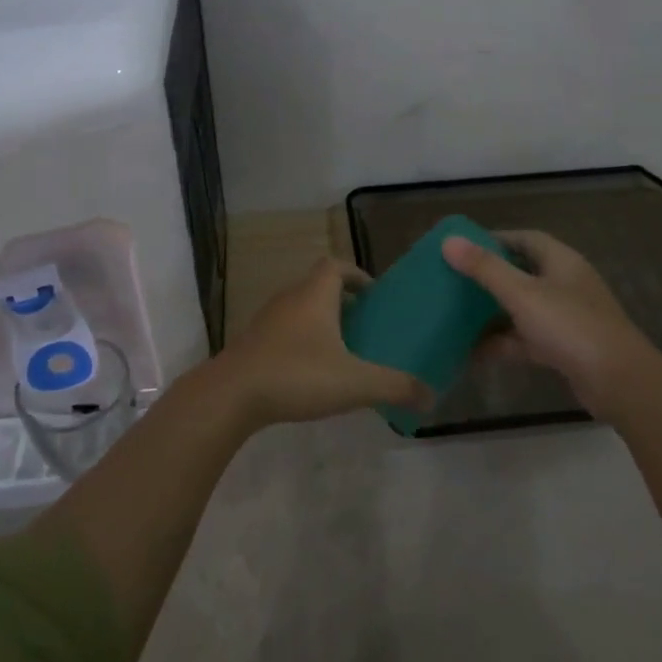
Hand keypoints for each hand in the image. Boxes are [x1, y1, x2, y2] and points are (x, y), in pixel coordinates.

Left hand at [199, 258, 431, 428]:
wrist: (230, 395)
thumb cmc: (296, 374)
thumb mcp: (354, 382)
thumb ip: (395, 386)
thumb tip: (431, 396)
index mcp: (314, 294)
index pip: (337, 265)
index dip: (357, 274)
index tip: (375, 296)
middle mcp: (290, 298)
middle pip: (319, 286)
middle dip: (344, 302)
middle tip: (366, 327)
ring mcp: (267, 320)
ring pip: (301, 309)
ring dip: (322, 322)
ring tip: (344, 351)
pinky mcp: (253, 343)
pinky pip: (285, 331)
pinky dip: (302, 342)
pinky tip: (312, 373)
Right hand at [442, 231, 661, 423]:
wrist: (620, 383)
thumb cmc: (571, 326)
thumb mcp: (522, 294)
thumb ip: (485, 268)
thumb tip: (448, 241)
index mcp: (561, 261)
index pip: (524, 239)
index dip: (494, 239)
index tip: (461, 246)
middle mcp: (564, 284)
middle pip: (521, 273)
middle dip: (488, 278)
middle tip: (452, 281)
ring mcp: (565, 318)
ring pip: (521, 309)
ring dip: (491, 313)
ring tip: (453, 316)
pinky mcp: (563, 349)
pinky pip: (524, 339)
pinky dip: (501, 343)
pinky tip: (471, 352)